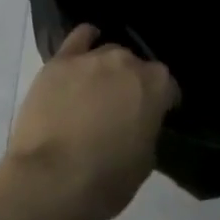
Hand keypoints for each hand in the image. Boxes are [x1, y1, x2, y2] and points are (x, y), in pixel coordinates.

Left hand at [4, 24, 180, 219]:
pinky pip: (77, 39)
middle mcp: (126, 63)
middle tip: (122, 108)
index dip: (163, 102)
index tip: (156, 116)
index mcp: (156, 86)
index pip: (168, 86)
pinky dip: (83, 42)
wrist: (52, 179)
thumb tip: (137, 124)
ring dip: (107, 69)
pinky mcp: (58, 63)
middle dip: (132, 83)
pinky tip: (83, 52)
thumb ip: (146, 130)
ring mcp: (90, 59)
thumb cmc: (106, 179)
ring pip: (106, 52)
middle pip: (135, 66)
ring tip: (98, 89)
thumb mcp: (145, 161)